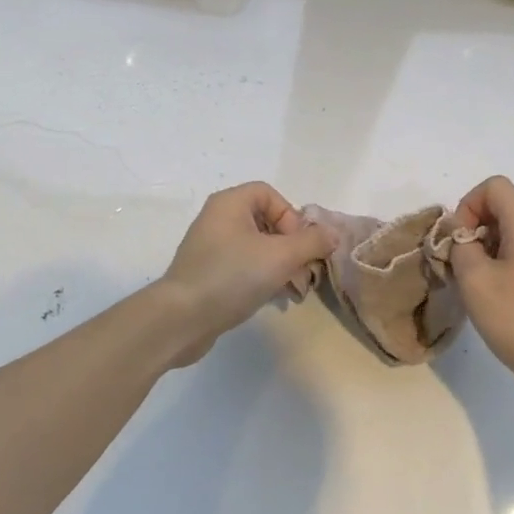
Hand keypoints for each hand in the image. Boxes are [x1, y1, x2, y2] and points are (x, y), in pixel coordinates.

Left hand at [158, 182, 336, 365]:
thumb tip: (332, 233)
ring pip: (257, 248)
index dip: (291, 216)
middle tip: (305, 274)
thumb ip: (312, 242)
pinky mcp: (208, 274)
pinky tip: (275, 299)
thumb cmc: (232, 276)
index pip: (270, 195)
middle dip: (292, 247)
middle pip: (267, 222)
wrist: (181, 318)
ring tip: (295, 292)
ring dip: (282, 266)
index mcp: (230, 204)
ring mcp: (211, 248)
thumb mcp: (280, 257)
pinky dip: (262, 278)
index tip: (299, 246)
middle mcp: (218, 219)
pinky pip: (243, 267)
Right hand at [448, 175, 513, 405]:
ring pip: (513, 236)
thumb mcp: (475, 281)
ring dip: (487, 252)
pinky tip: (499, 303)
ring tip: (477, 288)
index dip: (468, 204)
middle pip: (504, 210)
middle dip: (474, 230)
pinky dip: (505, 268)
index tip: (459, 240)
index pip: (494, 186)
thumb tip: (463, 239)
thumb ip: (460, 248)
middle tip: (460, 267)